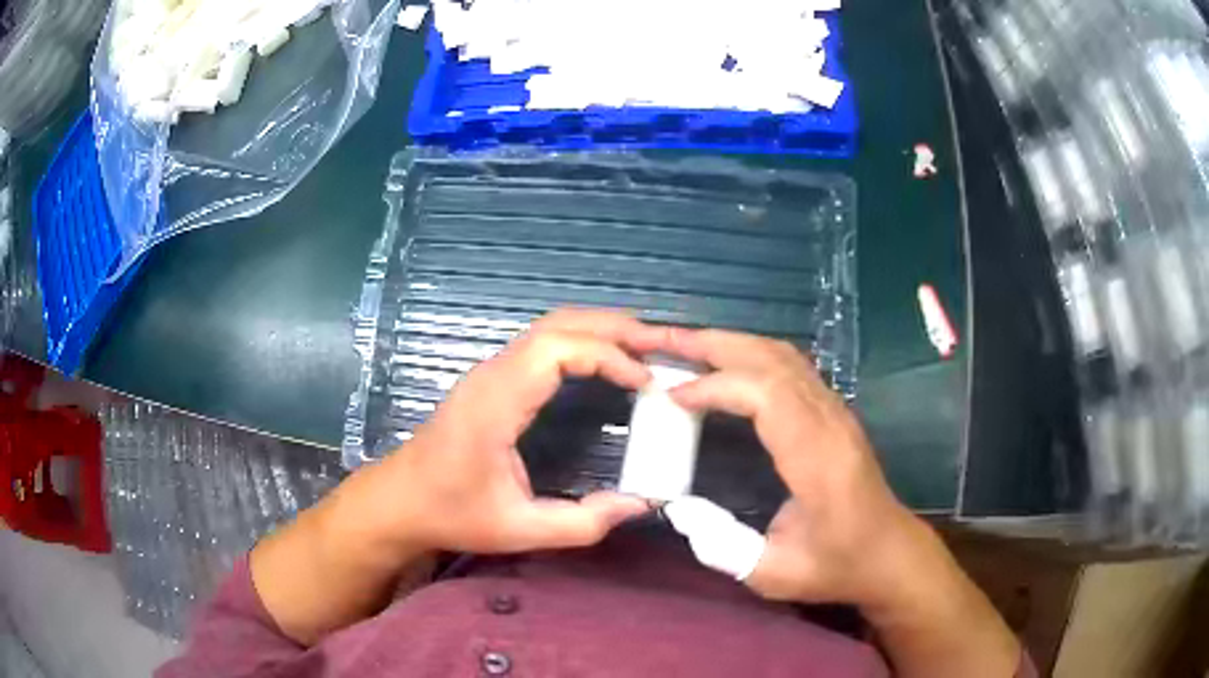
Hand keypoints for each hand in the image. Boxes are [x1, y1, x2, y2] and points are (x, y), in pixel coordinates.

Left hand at [343, 309, 658, 558]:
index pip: (558, 350)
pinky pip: (543, 344)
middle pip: (559, 324)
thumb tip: (641, 504)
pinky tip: (606, 363)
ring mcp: (490, 371)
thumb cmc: (452, 513)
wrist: (400, 501)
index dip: (609, 357)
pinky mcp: (492, 379)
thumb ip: (582, 522)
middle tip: (661, 346)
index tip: (647, 384)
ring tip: (644, 350)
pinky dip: (582, 343)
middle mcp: (493, 373)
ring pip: (551, 327)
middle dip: (614, 328)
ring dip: (599, 331)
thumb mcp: (520, 529)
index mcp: (496, 402)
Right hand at [655, 327, 1020, 677]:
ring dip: (733, 343)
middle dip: (715, 343)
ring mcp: (835, 412)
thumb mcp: (773, 574)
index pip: (767, 395)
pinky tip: (726, 366)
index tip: (672, 396)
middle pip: (773, 359)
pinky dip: (751, 356)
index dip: (715, 385)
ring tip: (686, 345)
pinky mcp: (834, 413)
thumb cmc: (836, 566)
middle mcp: (829, 422)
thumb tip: (678, 508)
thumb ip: (722, 545)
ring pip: (784, 355)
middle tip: (663, 341)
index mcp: (818, 459)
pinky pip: (791, 367)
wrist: (889, 553)